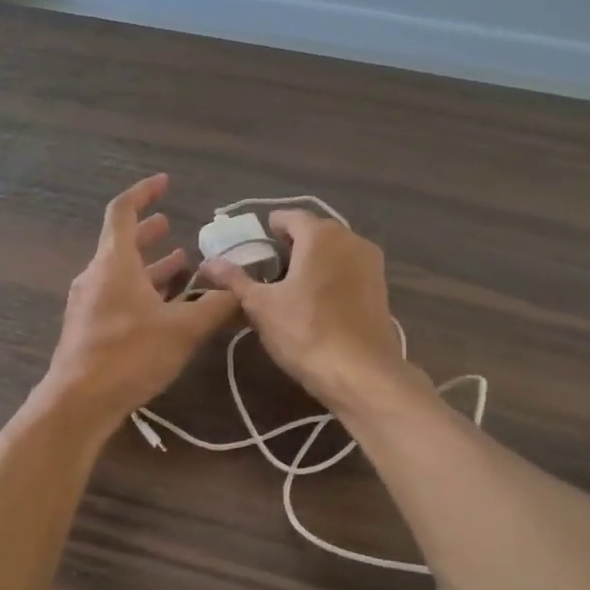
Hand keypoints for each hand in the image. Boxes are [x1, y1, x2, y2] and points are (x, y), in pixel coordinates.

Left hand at [41, 175, 238, 428]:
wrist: (79, 402)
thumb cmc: (129, 355)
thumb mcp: (183, 330)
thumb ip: (216, 307)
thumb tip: (242, 290)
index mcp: (113, 263)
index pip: (122, 211)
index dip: (144, 193)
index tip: (165, 184)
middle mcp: (96, 276)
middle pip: (121, 244)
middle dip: (148, 233)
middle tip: (171, 226)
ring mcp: (88, 304)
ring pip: (121, 274)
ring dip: (149, 267)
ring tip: (179, 265)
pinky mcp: (89, 330)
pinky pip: (117, 298)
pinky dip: (141, 292)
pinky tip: (164, 309)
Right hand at [200, 210, 415, 414]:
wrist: (361, 373)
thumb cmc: (305, 332)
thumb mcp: (261, 306)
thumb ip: (235, 280)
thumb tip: (208, 263)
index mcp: (320, 235)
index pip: (289, 217)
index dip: (269, 228)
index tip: (254, 245)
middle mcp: (350, 239)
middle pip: (314, 232)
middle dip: (291, 245)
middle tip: (268, 269)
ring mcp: (371, 263)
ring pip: (334, 251)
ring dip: (313, 261)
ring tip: (290, 287)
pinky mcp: (381, 287)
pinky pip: (348, 270)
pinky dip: (331, 276)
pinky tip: (316, 302)